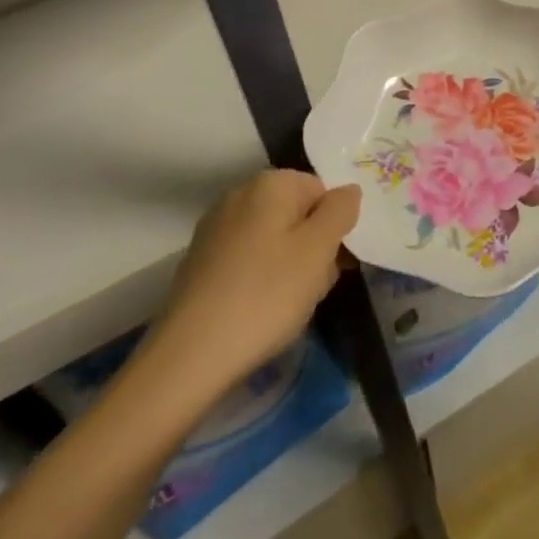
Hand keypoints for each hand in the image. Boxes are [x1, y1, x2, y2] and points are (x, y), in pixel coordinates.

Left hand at [122, 170, 360, 411]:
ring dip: (289, 266)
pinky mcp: (200, 260)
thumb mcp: (319, 250)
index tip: (333, 265)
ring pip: (273, 238)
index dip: (334, 228)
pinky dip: (260, 279)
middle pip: (297, 214)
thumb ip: (341, 211)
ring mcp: (216, 227)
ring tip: (286, 307)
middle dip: (312, 248)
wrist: (190, 355)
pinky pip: (247, 259)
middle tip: (313, 289)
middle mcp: (240, 193)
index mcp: (271, 183)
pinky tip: (258, 312)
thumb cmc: (266, 295)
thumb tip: (348, 191)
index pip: (322, 191)